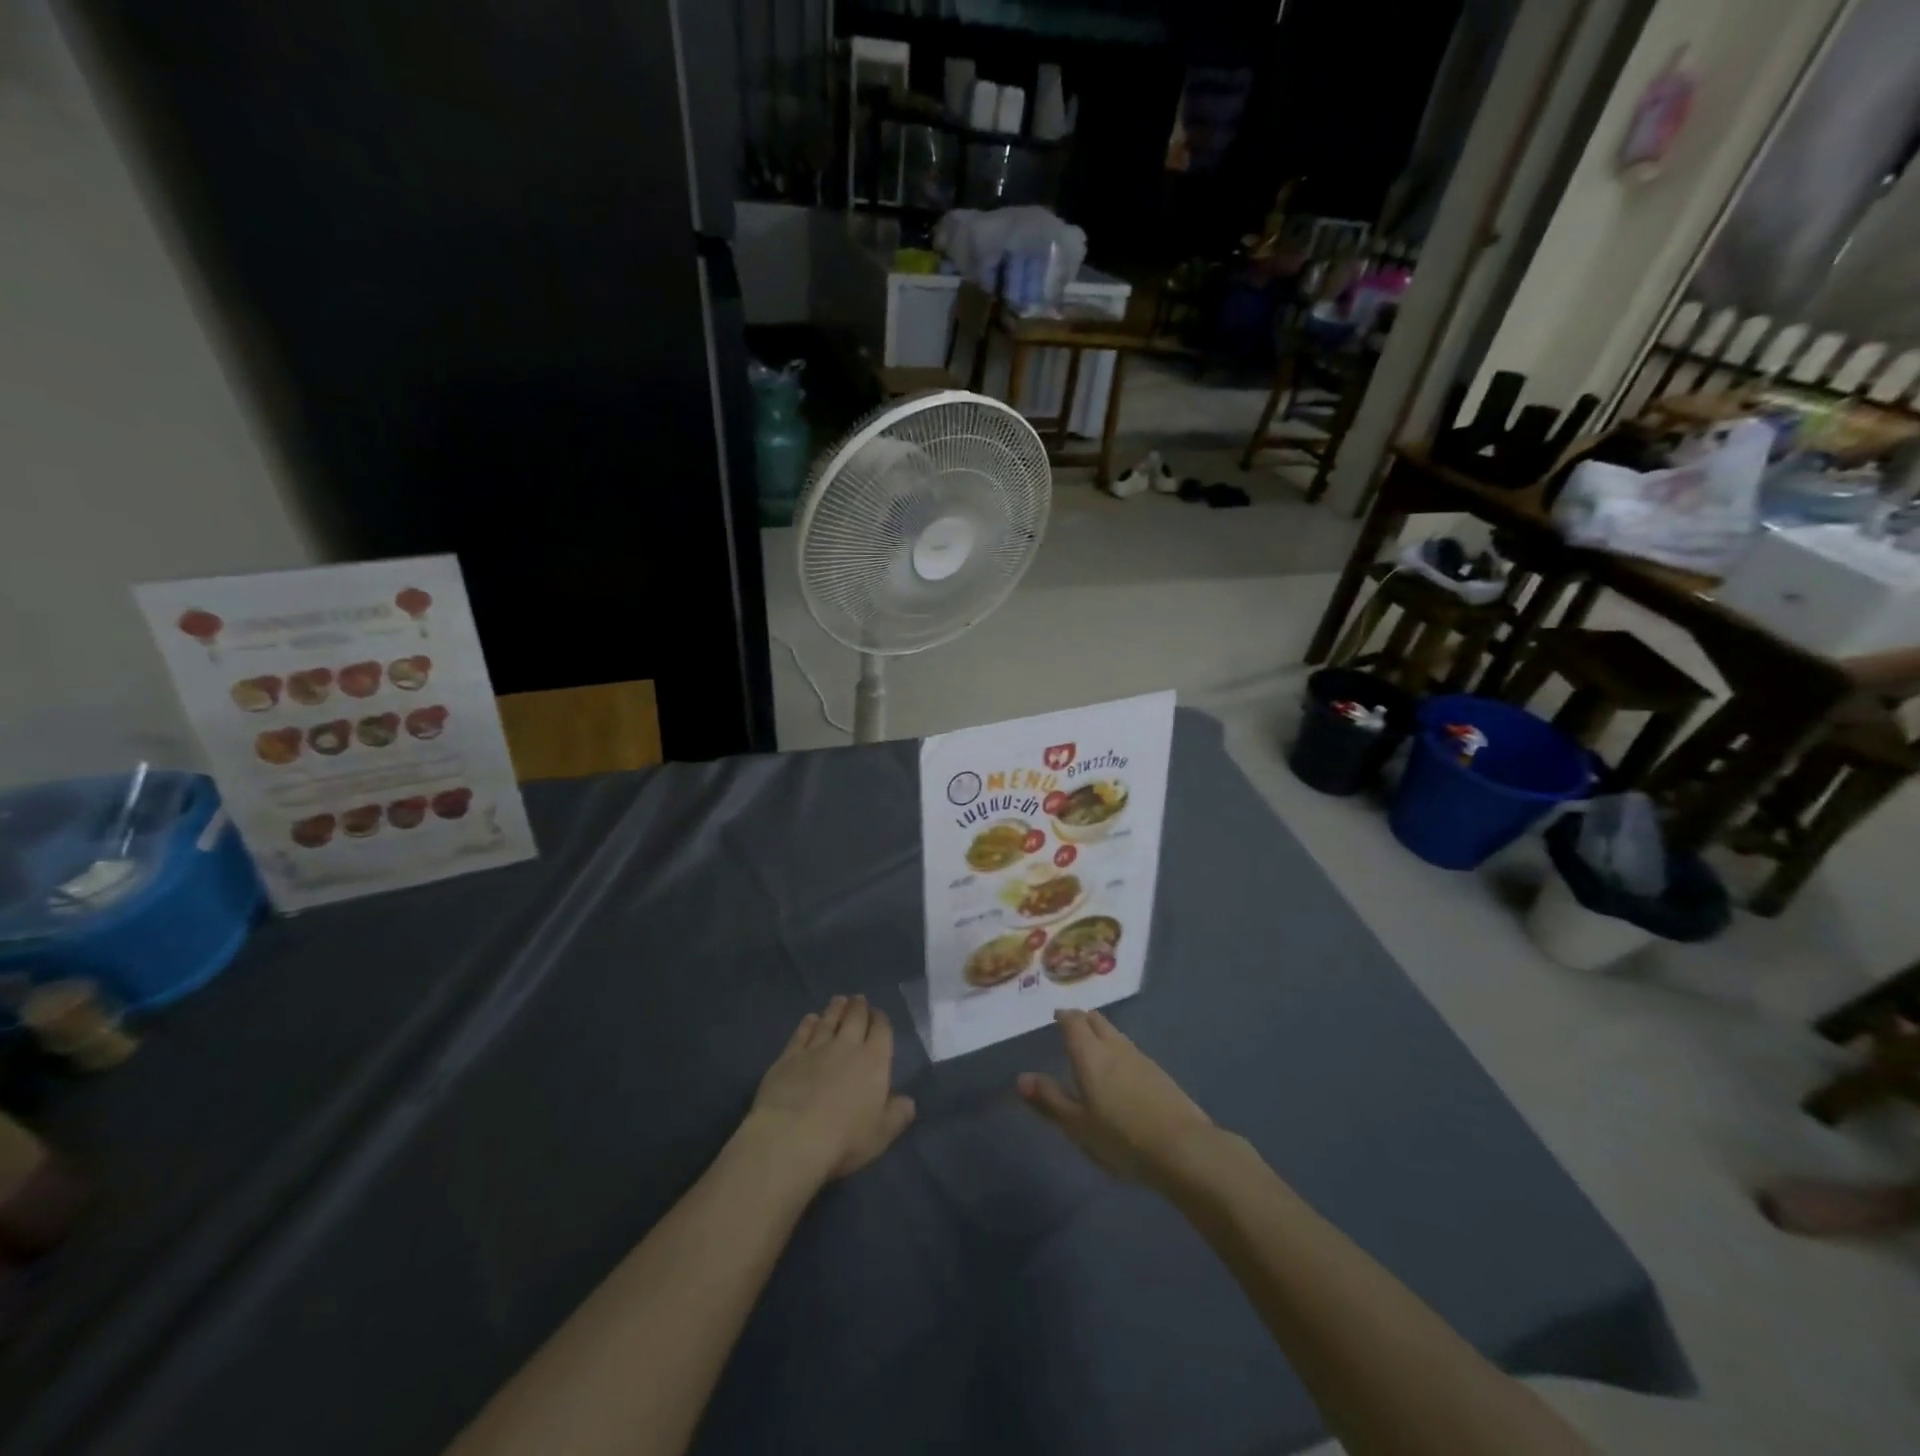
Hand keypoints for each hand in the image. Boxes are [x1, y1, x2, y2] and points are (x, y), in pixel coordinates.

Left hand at [747, 995, 915, 1184]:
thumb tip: (909, 1101)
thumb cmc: (844, 1139)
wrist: (792, 1137)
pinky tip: (811, 1018)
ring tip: (839, 1000)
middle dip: (859, 1007)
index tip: (879, 1014)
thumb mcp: (881, 1134)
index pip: (881, 1031)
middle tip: (859, 999)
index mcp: (874, 1061)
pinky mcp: (789, 1056)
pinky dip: (808, 1023)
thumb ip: (897, 1115)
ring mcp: (816, 1048)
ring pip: (829, 1020)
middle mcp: (847, 1047)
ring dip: (836, 1009)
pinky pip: (802, 1032)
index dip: (881, 1020)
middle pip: (855, 1018)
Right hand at [1018, 1009, 1213, 1186]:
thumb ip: (1050, 1100)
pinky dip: (1118, 1050)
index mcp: (1090, 1054)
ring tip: (1093, 1047)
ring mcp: (1140, 1057)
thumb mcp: (1078, 1125)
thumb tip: (1021, 1078)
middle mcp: (1114, 1046)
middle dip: (1082, 1019)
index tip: (1056, 1017)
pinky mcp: (1159, 1073)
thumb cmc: (1122, 1138)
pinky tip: (1120, 1070)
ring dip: (1101, 1033)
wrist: (1184, 1149)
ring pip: (1115, 1033)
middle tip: (1071, 1027)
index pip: (1073, 1021)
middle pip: (1096, 1020)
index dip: (1063, 1016)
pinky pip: (1130, 1050)